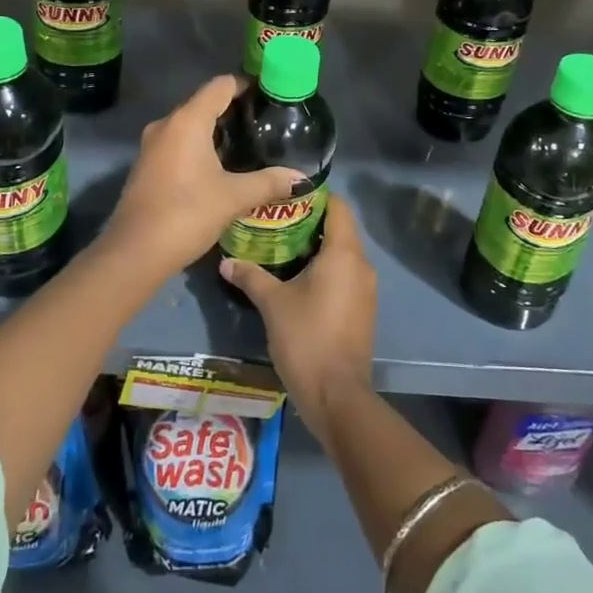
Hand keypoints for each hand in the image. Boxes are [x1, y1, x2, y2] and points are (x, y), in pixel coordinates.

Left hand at [98, 74, 302, 276]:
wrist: (135, 252)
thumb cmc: (187, 214)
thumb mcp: (233, 198)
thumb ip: (269, 182)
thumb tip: (302, 178)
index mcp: (188, 120)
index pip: (221, 85)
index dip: (246, 85)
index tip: (270, 96)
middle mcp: (167, 124)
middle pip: (204, 103)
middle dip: (234, 110)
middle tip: (264, 124)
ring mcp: (152, 145)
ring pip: (190, 125)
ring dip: (216, 131)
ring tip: (248, 145)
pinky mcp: (146, 165)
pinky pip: (178, 143)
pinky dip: (199, 146)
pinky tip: (220, 167)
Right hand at [220, 195, 375, 430]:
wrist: (337, 395)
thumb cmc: (306, 338)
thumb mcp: (272, 303)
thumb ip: (250, 276)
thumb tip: (226, 262)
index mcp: (343, 254)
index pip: (338, 207)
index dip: (315, 197)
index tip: (287, 198)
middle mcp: (361, 265)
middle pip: (340, 229)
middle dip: (310, 223)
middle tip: (276, 222)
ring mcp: (366, 290)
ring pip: (343, 254)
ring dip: (317, 248)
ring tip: (282, 248)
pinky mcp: (363, 310)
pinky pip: (345, 276)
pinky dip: (326, 270)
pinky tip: (298, 280)